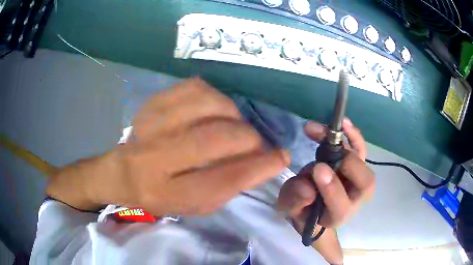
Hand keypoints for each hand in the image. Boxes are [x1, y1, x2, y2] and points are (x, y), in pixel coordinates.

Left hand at [98, 78, 288, 215]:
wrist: (124, 172)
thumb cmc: (163, 194)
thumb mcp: (195, 205)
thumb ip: (229, 186)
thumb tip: (266, 161)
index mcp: (168, 193)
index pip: (222, 180)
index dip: (258, 167)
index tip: (281, 157)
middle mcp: (155, 158)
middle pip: (215, 138)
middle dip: (249, 138)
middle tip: (256, 144)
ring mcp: (151, 124)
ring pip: (207, 105)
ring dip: (233, 115)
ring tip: (234, 126)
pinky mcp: (152, 103)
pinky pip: (194, 87)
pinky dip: (214, 97)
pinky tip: (215, 110)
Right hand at [277, 119, 374, 229]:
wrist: (315, 204)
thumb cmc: (303, 209)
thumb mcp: (291, 209)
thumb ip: (295, 201)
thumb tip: (308, 188)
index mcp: (337, 216)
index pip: (342, 207)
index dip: (332, 188)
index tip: (317, 169)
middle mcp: (355, 199)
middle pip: (364, 183)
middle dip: (346, 163)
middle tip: (323, 151)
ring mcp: (359, 180)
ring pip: (363, 162)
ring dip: (348, 142)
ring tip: (329, 129)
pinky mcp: (356, 165)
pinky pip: (360, 148)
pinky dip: (353, 135)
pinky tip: (344, 123)